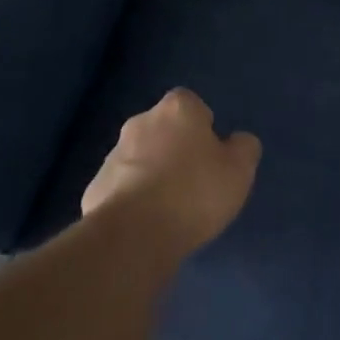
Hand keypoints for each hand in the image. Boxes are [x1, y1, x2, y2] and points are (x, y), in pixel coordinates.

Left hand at [81, 89, 260, 253]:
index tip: (212, 157)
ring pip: (140, 159)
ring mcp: (113, 154)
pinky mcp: (95, 188)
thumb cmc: (194, 192)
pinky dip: (133, 200)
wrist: (133, 234)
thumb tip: (237, 142)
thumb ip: (244, 148)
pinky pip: (122, 188)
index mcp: (177, 109)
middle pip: (163, 130)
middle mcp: (141, 122)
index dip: (203, 129)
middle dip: (175, 150)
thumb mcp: (239, 170)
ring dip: (153, 175)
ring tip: (171, 210)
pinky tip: (146, 225)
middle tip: (194, 184)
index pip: (192, 105)